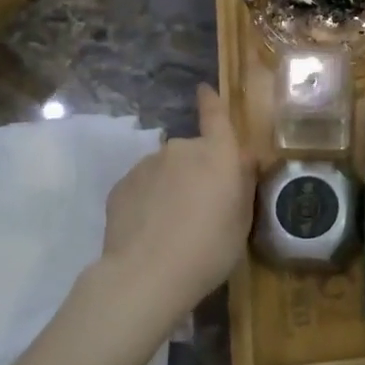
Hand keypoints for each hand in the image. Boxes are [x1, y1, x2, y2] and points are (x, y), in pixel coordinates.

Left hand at [98, 84, 256, 317]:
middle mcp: (182, 149)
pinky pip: (143, 186)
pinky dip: (149, 200)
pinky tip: (150, 229)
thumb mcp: (242, 221)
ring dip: (172, 186)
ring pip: (166, 169)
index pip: (215, 116)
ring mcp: (147, 164)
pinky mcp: (121, 185)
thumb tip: (242, 158)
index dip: (211, 102)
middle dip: (198, 170)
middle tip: (202, 207)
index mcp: (217, 154)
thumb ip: (242, 183)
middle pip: (194, 152)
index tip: (203, 89)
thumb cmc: (209, 249)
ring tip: (172, 224)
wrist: (146, 275)